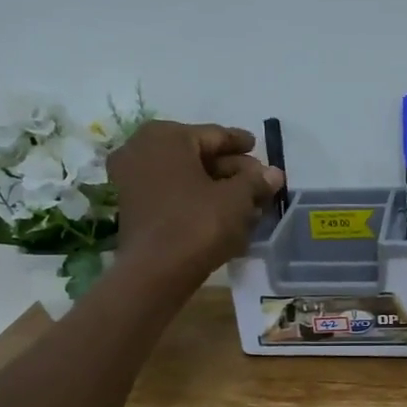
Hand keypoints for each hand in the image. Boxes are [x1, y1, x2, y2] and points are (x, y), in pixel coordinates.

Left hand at [108, 121, 283, 287]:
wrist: (156, 272)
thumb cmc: (198, 223)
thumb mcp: (236, 199)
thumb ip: (256, 181)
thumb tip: (274, 173)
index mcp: (166, 136)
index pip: (214, 135)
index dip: (241, 143)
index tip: (259, 147)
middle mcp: (142, 149)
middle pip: (199, 156)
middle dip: (231, 170)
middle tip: (259, 182)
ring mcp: (132, 179)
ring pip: (186, 177)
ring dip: (217, 188)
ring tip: (249, 202)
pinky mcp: (133, 207)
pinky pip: (173, 195)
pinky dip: (198, 201)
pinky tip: (224, 214)